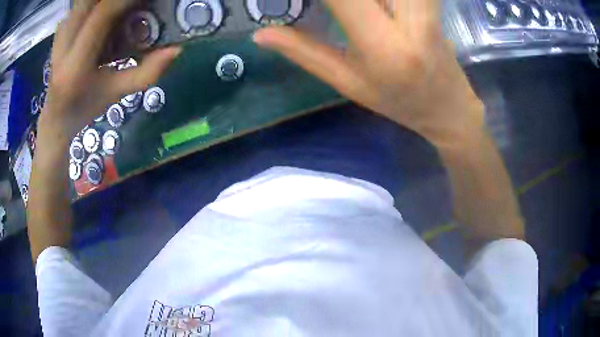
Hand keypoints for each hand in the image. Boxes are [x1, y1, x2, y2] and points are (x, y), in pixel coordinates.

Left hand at [40, 0, 180, 141]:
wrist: (55, 115)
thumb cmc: (85, 107)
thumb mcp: (117, 94)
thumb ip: (147, 73)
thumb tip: (176, 48)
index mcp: (75, 66)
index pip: (103, 15)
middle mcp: (63, 44)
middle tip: (135, 3)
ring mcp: (60, 33)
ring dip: (105, 1)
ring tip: (122, 8)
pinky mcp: (61, 28)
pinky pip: (81, 3)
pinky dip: (95, 3)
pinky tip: (105, 12)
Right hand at [254, 0, 483, 147]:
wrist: (450, 109)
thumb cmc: (398, 103)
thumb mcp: (348, 83)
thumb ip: (304, 52)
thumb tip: (260, 34)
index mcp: (383, 46)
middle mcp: (412, 20)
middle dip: (340, 0)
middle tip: (336, 13)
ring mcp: (428, 9)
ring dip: (359, 0)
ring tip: (349, 13)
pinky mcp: (433, 4)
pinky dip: (380, 0)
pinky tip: (371, 8)